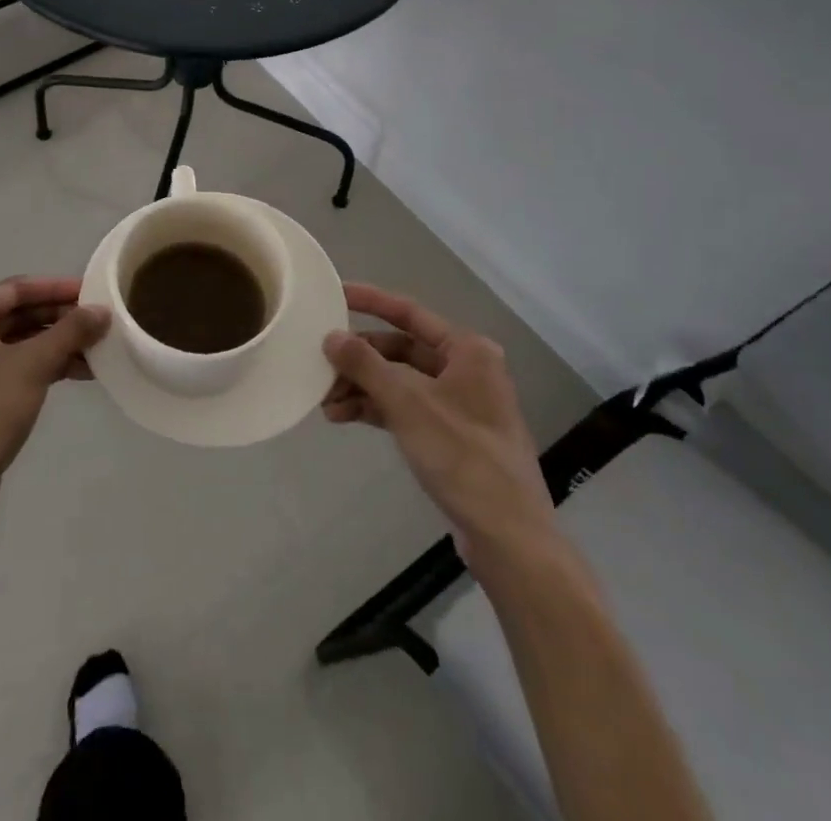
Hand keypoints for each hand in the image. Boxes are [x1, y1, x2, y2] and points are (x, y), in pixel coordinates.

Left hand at [0, 277, 108, 527]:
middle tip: (100, 322)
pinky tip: (78, 373)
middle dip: (60, 318)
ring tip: (98, 350)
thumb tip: (103, 310)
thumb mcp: (32, 365)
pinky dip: (44, 367)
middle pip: (18, 314)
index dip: (57, 288)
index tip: (93, 291)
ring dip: (56, 344)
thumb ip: (70, 332)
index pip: (17, 288)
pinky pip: (13, 368)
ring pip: (18, 343)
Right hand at [322, 283, 558, 568]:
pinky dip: (376, 409)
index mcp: (467, 350)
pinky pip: (405, 408)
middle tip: (321, 363)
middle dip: (360, 358)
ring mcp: (458, 404)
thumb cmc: (463, 456)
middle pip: (400, 349)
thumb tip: (331, 336)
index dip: (371, 301)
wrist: (508, 536)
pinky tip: (343, 417)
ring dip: (363, 387)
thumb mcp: (408, 404)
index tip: (335, 294)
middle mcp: (465, 369)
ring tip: (326, 401)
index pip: (410, 313)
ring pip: (399, 381)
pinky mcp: (450, 435)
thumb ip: (366, 365)